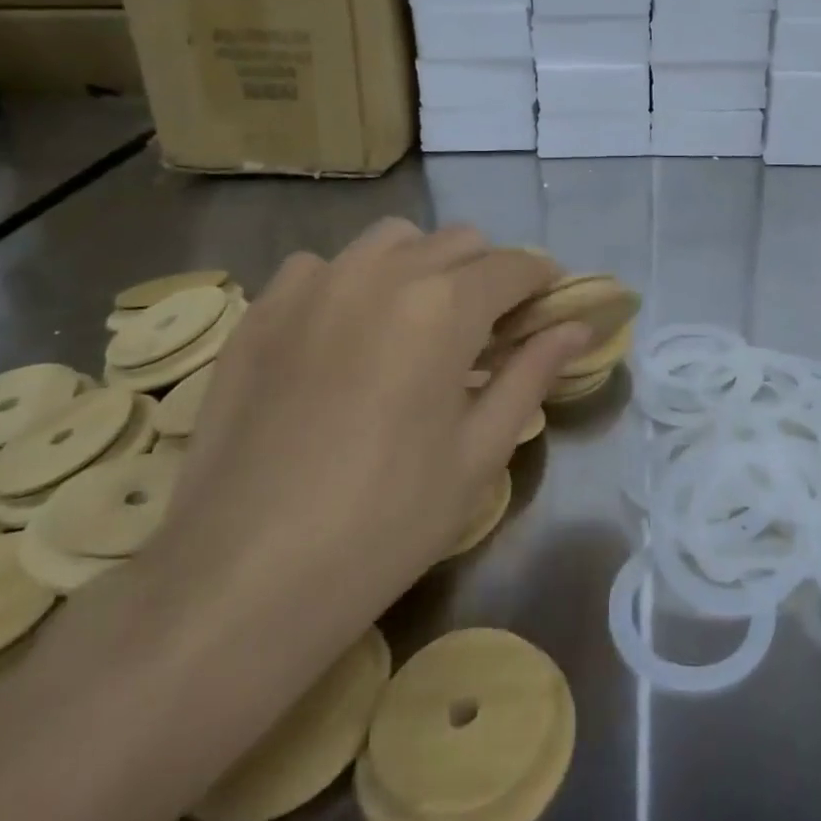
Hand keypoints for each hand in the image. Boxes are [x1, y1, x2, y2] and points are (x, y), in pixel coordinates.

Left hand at [140, 221, 588, 661]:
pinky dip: (351, 282)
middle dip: (488, 274)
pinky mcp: (262, 311)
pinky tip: (345, 335)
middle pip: (459, 241)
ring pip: (392, 240)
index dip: (544, 281)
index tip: (551, 308)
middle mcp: (382, 273)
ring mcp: (314, 284)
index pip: (515, 266)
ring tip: (419, 324)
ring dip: (423, 266)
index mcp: (445, 306)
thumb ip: (533, 373)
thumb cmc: (386, 521)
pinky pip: (322, 266)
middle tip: (490, 330)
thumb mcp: (479, 451)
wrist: (242, 580)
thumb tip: (579, 328)